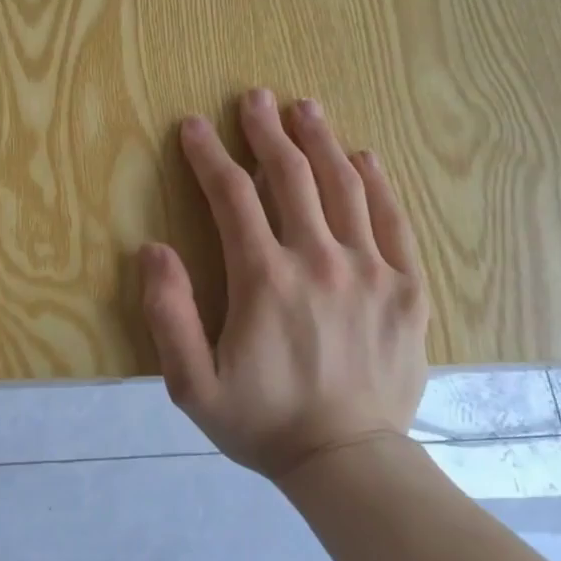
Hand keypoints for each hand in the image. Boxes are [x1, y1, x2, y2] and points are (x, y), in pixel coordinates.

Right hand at [139, 89, 429, 479]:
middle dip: (266, 131)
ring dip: (320, 141)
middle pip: (290, 176)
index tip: (193, 126)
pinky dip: (377, 183)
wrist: (348, 462)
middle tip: (255, 98)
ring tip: (305, 108)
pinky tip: (363, 157)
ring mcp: (371, 270)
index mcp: (264, 279)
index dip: (208, 155)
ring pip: (344, 186)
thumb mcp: (191, 384)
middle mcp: (319, 260)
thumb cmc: (262, 423)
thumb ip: (168, 314)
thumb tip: (153, 248)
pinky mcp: (407, 288)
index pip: (232, 197)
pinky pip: (394, 220)